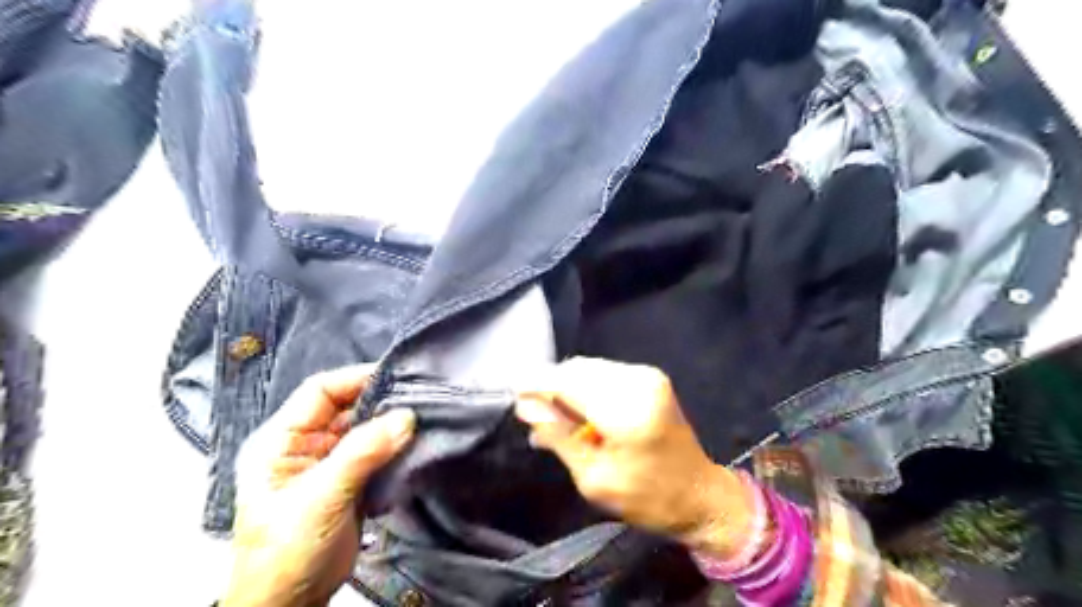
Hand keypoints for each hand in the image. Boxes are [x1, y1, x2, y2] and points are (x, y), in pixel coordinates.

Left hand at [221, 364, 415, 606]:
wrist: (290, 604)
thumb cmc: (287, 551)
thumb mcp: (321, 497)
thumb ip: (362, 453)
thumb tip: (406, 417)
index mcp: (280, 440)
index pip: (320, 391)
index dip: (356, 378)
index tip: (396, 377)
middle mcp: (303, 445)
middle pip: (345, 407)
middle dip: (380, 401)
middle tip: (417, 397)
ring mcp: (327, 463)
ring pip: (363, 428)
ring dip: (389, 424)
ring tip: (421, 417)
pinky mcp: (349, 480)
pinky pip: (374, 451)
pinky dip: (393, 445)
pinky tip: (414, 443)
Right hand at [515, 359, 755, 555]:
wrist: (700, 494)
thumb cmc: (646, 497)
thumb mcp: (593, 478)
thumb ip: (558, 436)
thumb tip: (526, 406)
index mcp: (626, 412)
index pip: (567, 382)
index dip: (536, 384)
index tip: (513, 393)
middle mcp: (638, 382)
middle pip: (576, 369)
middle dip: (550, 386)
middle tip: (534, 414)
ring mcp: (647, 375)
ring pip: (588, 367)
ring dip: (567, 387)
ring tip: (556, 417)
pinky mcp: (650, 376)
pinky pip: (604, 372)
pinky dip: (585, 387)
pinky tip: (579, 411)